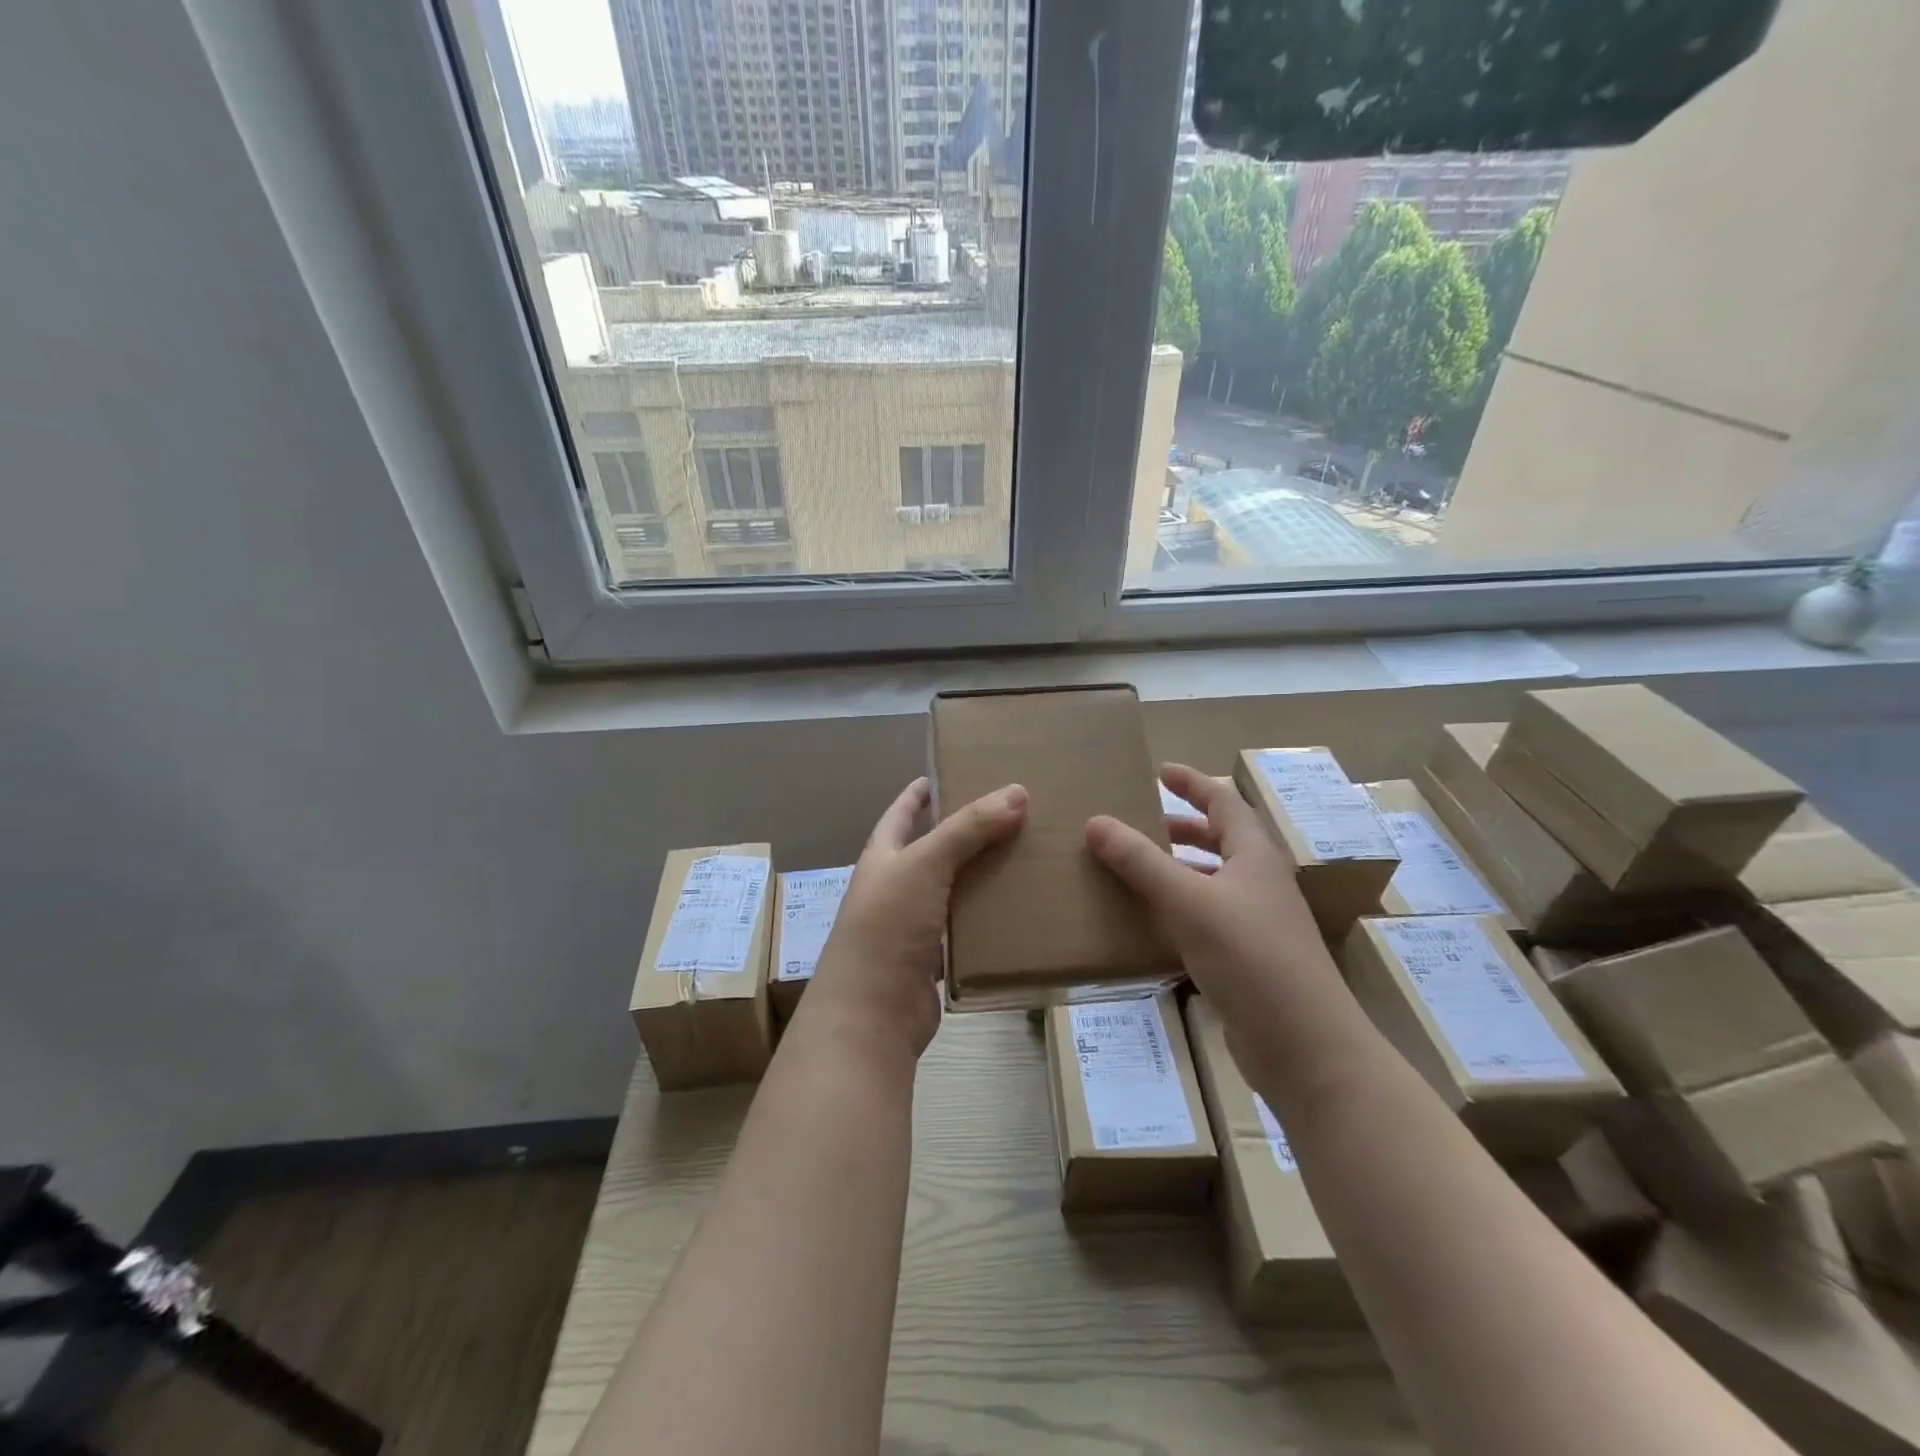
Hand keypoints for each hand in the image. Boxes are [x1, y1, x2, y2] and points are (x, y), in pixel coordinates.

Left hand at [802, 777, 1027, 1059]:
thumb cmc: (887, 927)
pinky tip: (1020, 909)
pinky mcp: (933, 961)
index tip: (947, 773)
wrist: (871, 1015)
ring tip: (1026, 855)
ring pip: (954, 891)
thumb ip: (968, 828)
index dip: (919, 794)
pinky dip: (987, 920)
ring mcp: (913, 927)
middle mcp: (894, 888)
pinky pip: (966, 931)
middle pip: (933, 851)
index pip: (901, 814)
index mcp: (883, 859)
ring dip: (982, 876)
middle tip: (1011, 814)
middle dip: (966, 833)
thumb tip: (1017, 791)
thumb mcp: (925, 865)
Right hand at [1086, 763, 1341, 1028]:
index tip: (1160, 770)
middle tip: (1138, 822)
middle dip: (1180, 827)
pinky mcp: (1247, 960)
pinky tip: (1149, 923)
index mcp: (1255, 856)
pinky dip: (1178, 910)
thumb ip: (1141, 862)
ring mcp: (1256, 923)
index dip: (1193, 783)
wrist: (1304, 1047)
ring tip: (1134, 869)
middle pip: (1219, 840)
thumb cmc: (1252, 959)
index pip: (1224, 802)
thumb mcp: (1190, 902)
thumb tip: (1096, 822)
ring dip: (1176, 870)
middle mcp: (1259, 883)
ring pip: (1211, 881)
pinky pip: (1206, 919)